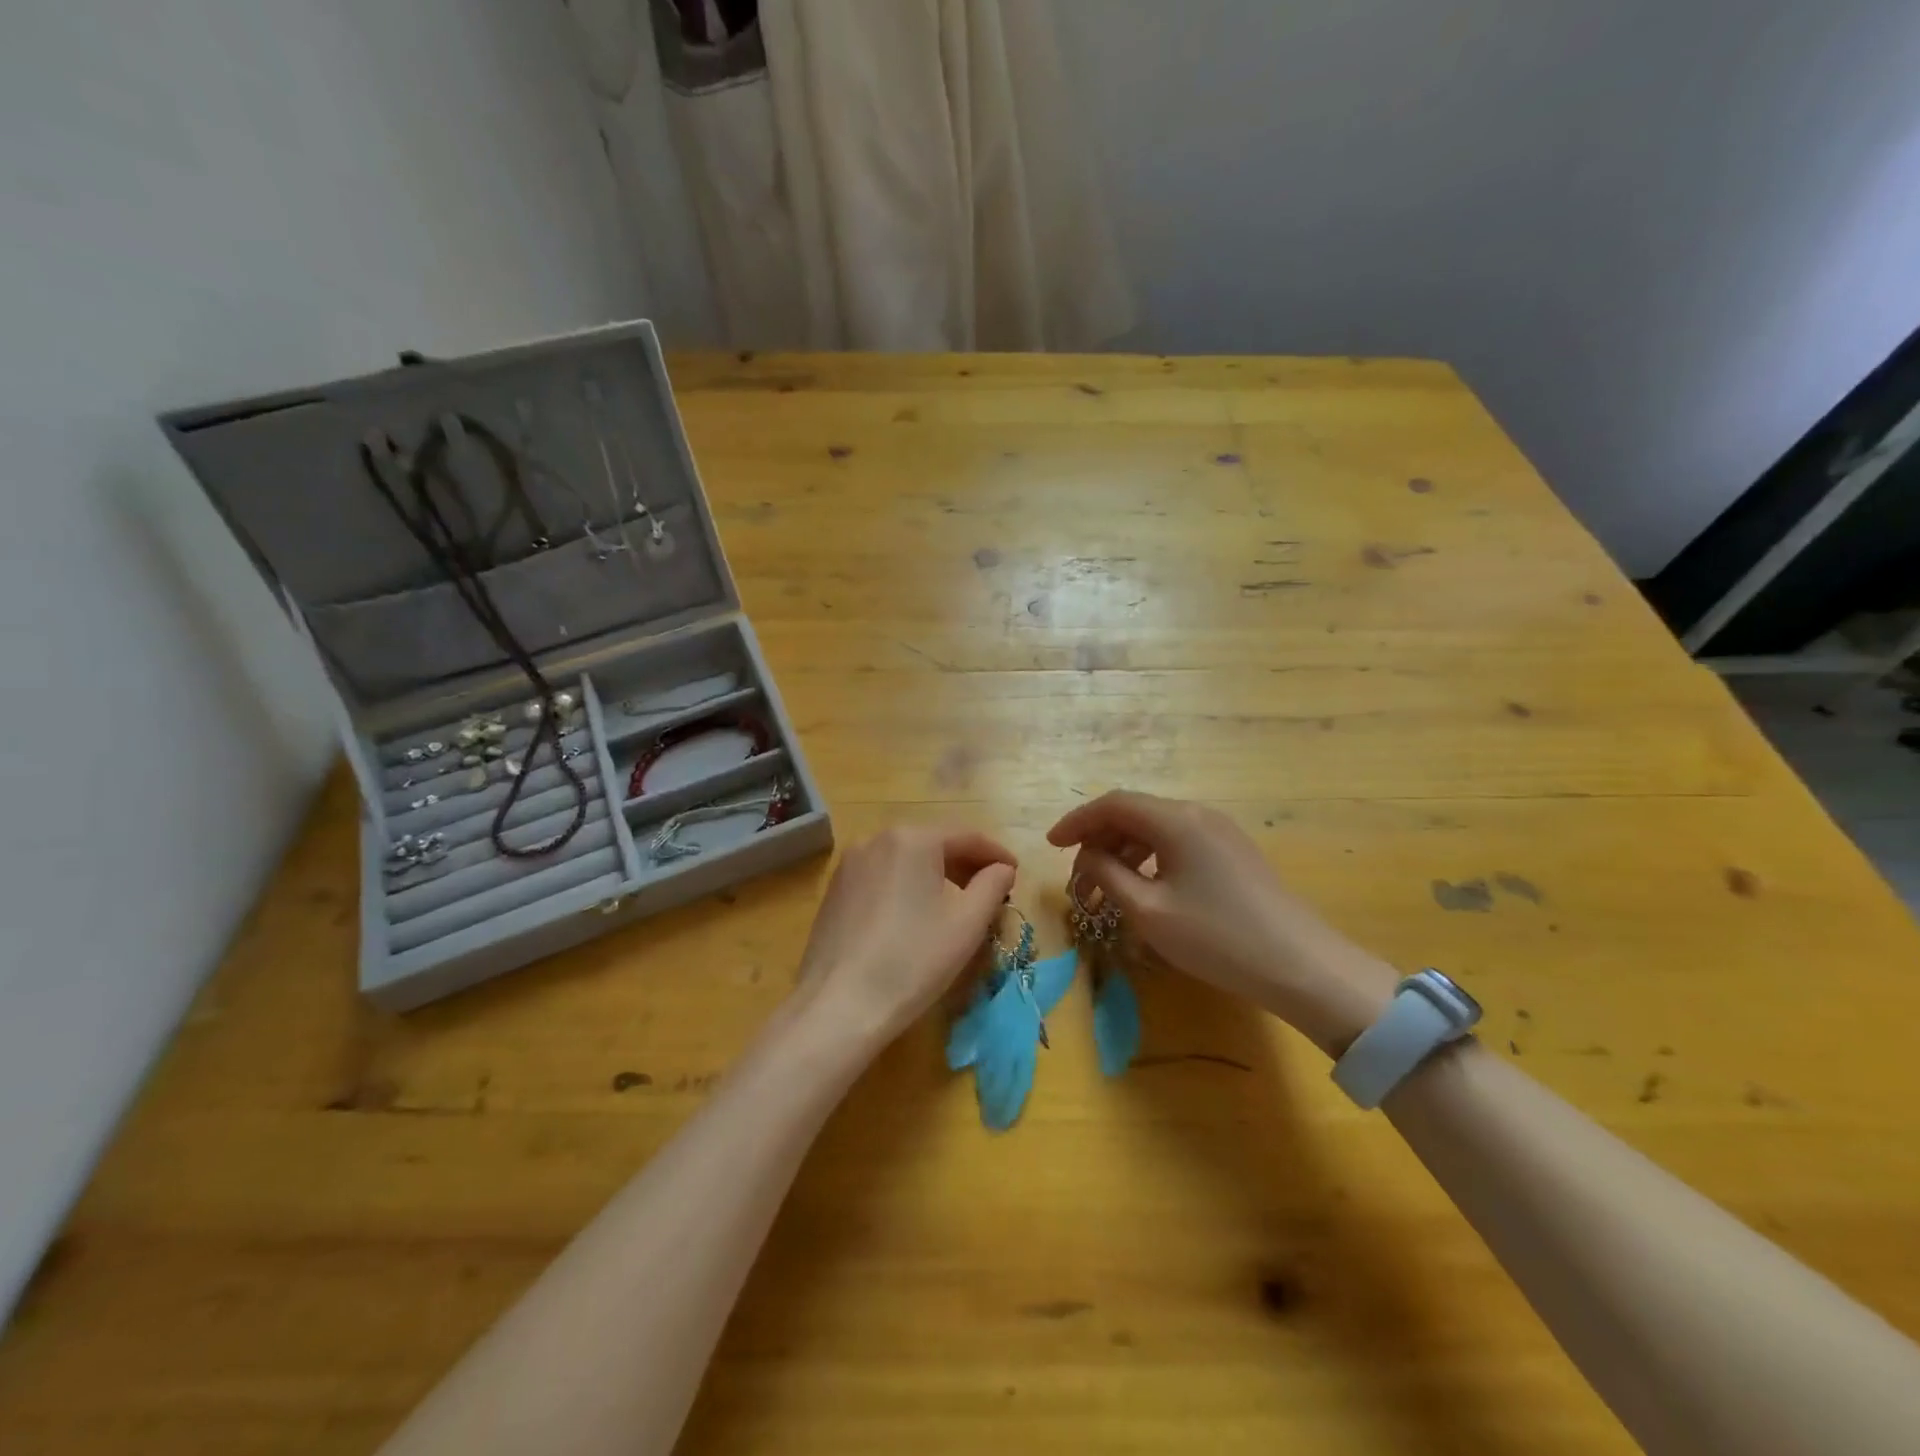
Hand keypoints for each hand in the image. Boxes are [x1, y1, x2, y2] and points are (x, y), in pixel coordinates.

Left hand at [793, 826, 1017, 1048]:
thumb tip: (1002, 868)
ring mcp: (850, 864)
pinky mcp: (835, 889)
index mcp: (912, 839)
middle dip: (966, 864)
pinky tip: (916, 915)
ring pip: (906, 860)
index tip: (1016, 873)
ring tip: (957, 904)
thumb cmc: (913, 960)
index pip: (967, 836)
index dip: (996, 854)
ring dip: (936, 875)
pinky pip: (882, 876)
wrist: (839, 1005)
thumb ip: (992, 885)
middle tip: (991, 891)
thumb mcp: (967, 923)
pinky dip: (906, 886)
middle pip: (934, 844)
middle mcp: (877, 839)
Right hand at [1048, 791, 1396, 1054]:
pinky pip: (1177, 843)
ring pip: (1155, 829)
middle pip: (1134, 814)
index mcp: (1176, 820)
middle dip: (1098, 841)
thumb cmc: (1217, 937)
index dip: (1077, 821)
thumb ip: (1108, 875)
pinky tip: (1143, 890)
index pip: (1113, 804)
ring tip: (1105, 891)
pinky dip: (1149, 860)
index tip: (1050, 846)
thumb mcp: (1149, 911)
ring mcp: (1219, 832)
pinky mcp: (1232, 853)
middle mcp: (1197, 814)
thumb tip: (1088, 856)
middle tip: (1078, 879)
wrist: (1301, 966)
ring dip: (1123, 853)